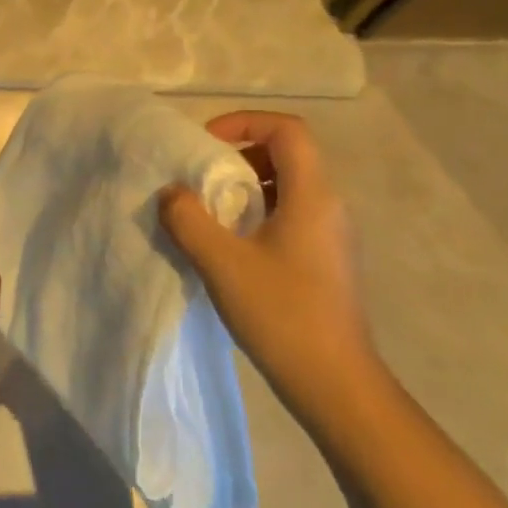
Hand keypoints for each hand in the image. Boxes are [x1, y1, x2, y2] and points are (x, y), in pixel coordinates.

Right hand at [159, 112, 375, 414]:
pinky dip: (258, 214)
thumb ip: (188, 220)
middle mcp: (329, 206)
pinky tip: (231, 247)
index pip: (287, 130)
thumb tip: (170, 193)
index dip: (245, 123)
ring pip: (288, 187)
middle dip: (240, 156)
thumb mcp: (222, 264)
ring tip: (210, 211)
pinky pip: (291, 215)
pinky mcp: (327, 260)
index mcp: (312, 196)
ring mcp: (332, 235)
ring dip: (247, 187)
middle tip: (202, 177)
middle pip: (287, 155)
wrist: (336, 385)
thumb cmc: (282, 315)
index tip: (207, 144)